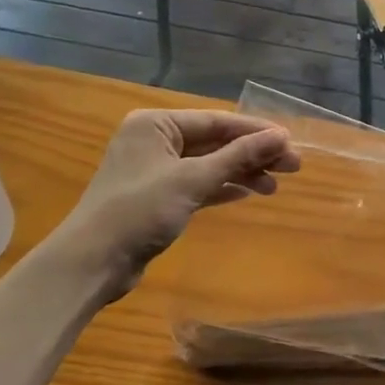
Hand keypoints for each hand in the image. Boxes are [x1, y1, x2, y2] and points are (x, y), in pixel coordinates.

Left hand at [50, 110, 299, 300]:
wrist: (91, 263)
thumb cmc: (140, 210)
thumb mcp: (193, 179)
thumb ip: (238, 156)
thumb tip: (280, 136)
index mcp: (155, 124)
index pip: (216, 121)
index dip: (255, 131)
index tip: (289, 141)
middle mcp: (154, 140)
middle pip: (214, 142)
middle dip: (252, 154)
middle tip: (293, 166)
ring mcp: (154, 170)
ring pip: (208, 165)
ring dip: (241, 173)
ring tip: (275, 186)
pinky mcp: (156, 198)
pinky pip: (197, 184)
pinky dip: (222, 188)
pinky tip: (248, 193)